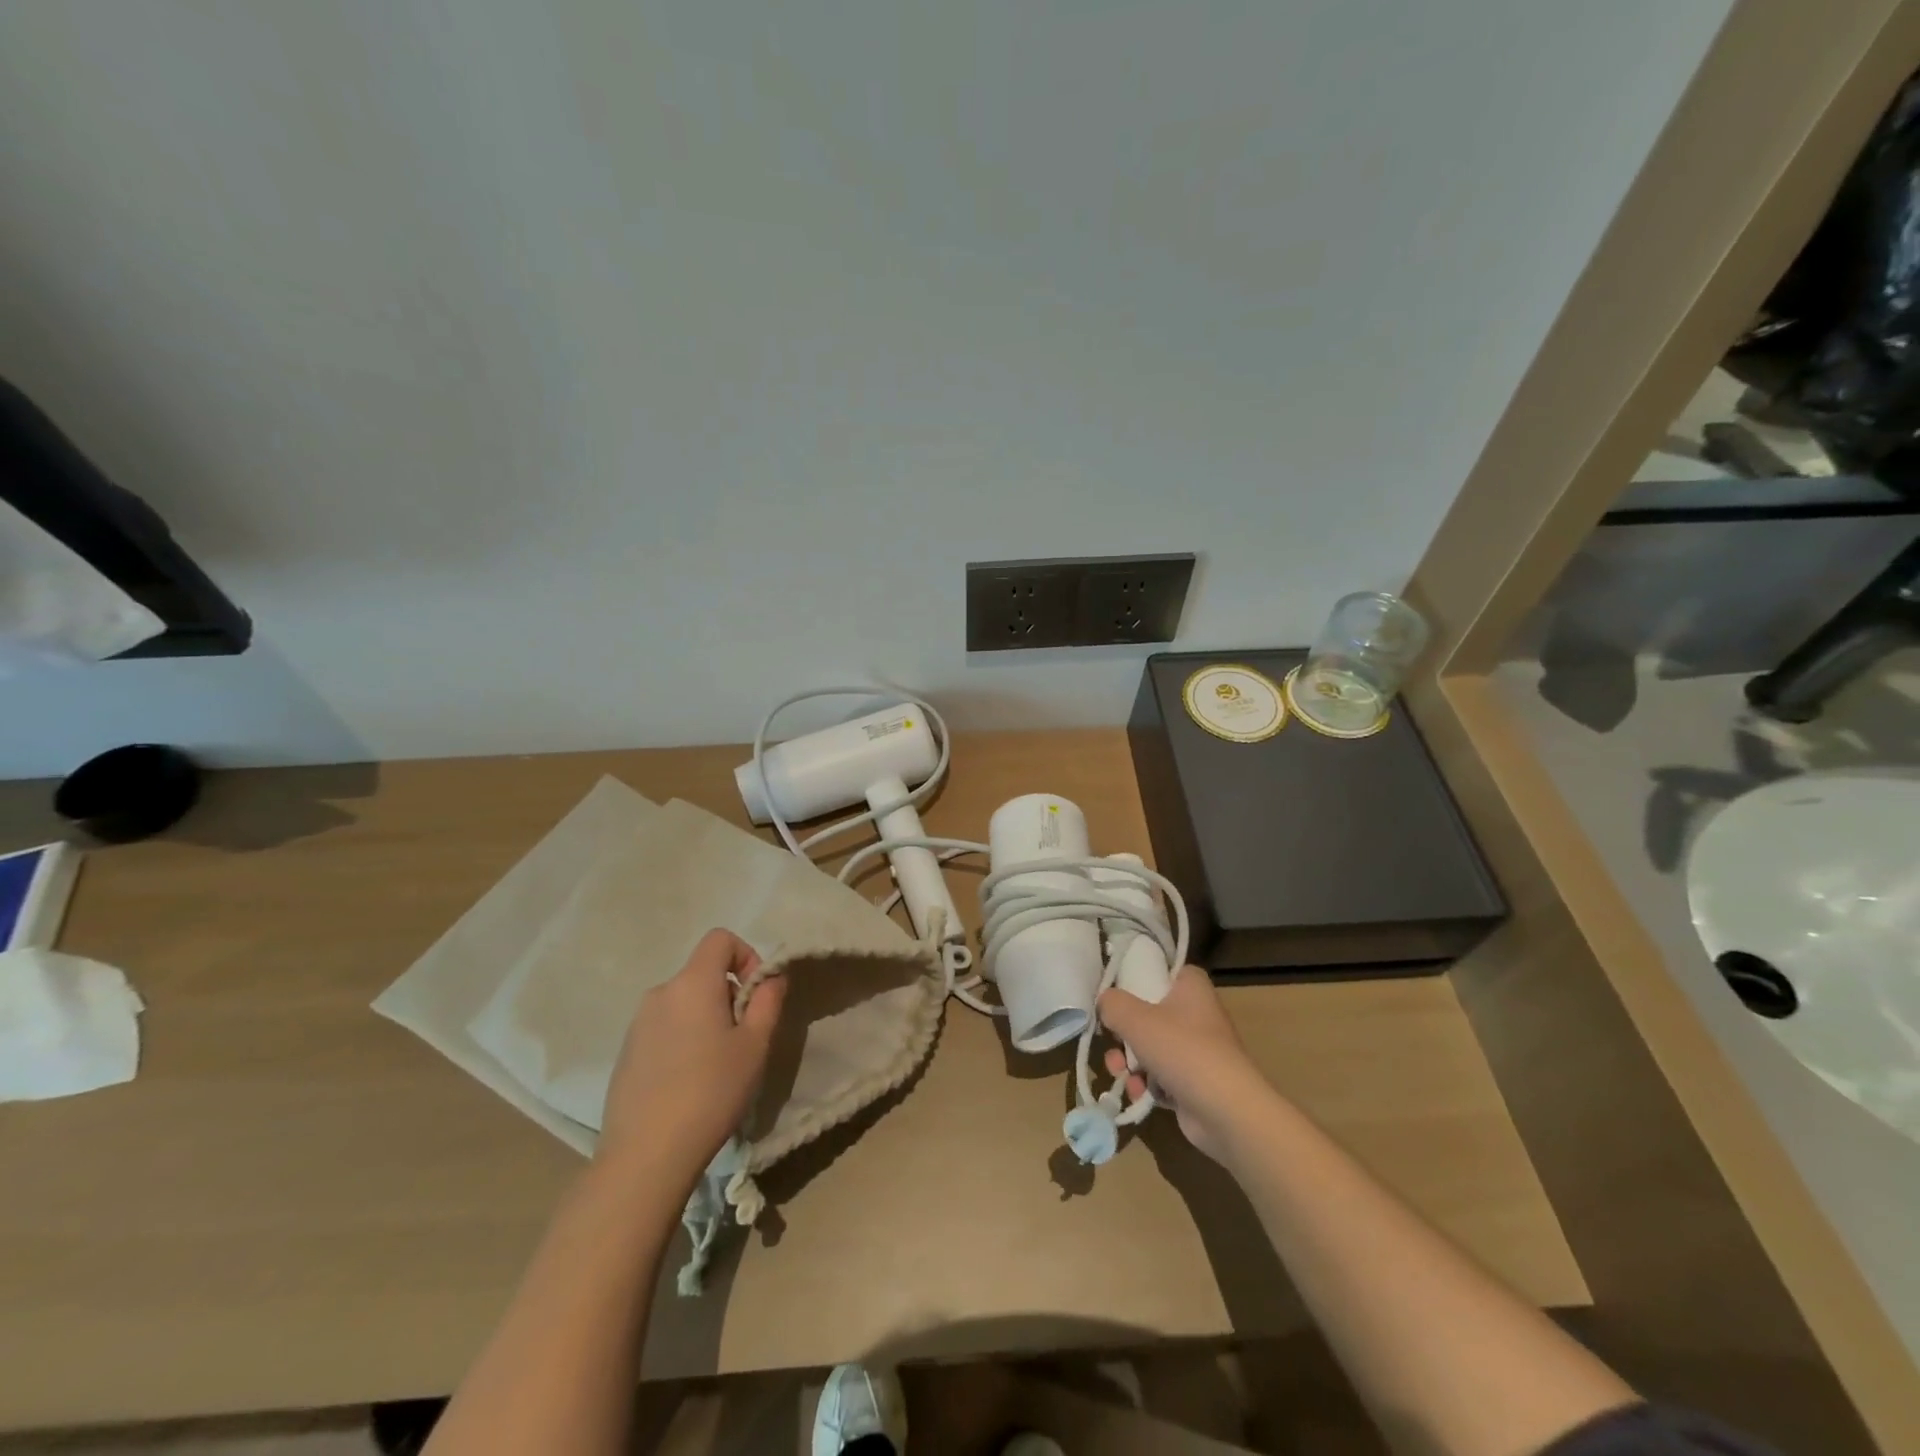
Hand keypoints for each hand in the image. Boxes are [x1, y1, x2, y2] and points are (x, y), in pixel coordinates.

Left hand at [598, 928, 785, 1188]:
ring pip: (684, 1001)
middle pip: (702, 972)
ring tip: (716, 1063)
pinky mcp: (626, 1051)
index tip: (755, 995)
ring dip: (706, 1016)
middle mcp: (661, 992)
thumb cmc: (712, 1091)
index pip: (720, 938)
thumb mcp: (755, 1045)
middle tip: (742, 1037)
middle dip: (728, 993)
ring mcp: (637, 1023)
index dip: (746, 955)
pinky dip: (683, 1037)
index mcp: (693, 983)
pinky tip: (688, 1081)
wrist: (646, 1155)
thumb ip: (768, 1000)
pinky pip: (664, 1026)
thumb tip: (772, 976)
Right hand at [1099, 967, 1276, 1163]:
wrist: (1227, 1112)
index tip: (1119, 992)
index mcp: (1192, 988)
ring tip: (1119, 1073)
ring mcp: (1198, 1051)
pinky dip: (1147, 1084)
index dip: (1142, 977)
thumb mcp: (1136, 1019)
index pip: (1166, 970)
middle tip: (1111, 1041)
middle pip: (1151, 1013)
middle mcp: (1198, 1014)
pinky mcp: (1195, 1083)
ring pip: (1152, 1047)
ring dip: (1130, 1061)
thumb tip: (1104, 1002)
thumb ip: (1113, 1004)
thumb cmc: (1183, 1051)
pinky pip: (1162, 1076)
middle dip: (1124, 1032)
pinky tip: (1138, 1094)